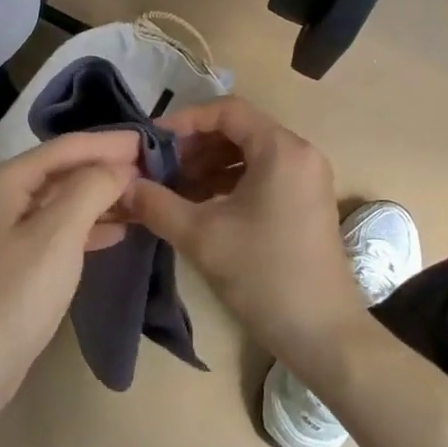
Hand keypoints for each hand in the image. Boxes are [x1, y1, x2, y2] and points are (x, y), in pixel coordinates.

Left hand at [0, 131, 139, 413]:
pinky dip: (87, 224)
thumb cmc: (16, 295)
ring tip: (143, 196)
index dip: (109, 142)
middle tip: (153, 167)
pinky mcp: (13, 256)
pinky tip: (118, 229)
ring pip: (62, 199)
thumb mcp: (59, 235)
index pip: (66, 147)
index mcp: (4, 179)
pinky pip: (57, 226)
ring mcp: (4, 226)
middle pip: (63, 169)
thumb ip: (91, 188)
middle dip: (106, 168)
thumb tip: (120, 166)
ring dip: (100, 196)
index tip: (151, 140)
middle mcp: (0, 193)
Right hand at [122, 97, 365, 375]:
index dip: (185, 120)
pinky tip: (200, 206)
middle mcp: (299, 153)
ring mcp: (307, 178)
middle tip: (160, 167)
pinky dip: (229, 183)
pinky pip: (262, 175)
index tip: (152, 141)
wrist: (324, 335)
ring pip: (249, 154)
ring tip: (174, 189)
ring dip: (209, 165)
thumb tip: (123, 185)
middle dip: (195, 146)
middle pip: (238, 130)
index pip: (227, 110)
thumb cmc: (264, 275)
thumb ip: (157, 203)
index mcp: (281, 149)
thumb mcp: (201, 236)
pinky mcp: (306, 202)